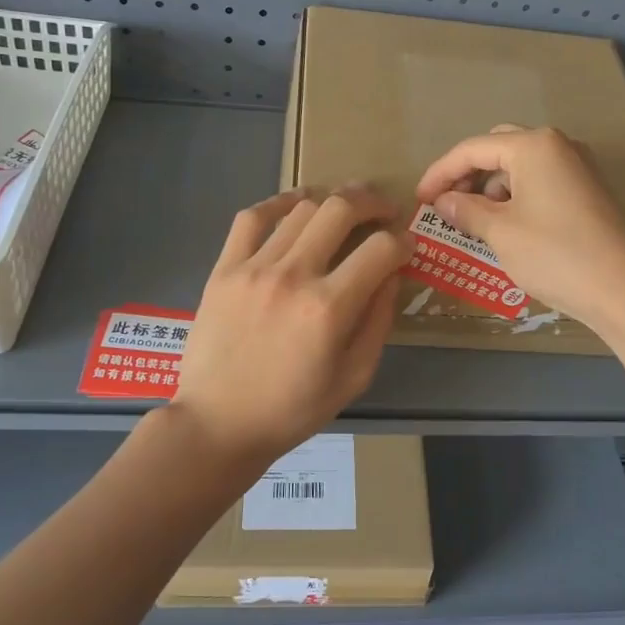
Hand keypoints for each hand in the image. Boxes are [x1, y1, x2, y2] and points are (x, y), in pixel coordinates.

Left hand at [175, 188, 410, 467]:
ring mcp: (254, 267)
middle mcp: (293, 275)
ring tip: (346, 209)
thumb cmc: (292, 409)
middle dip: (373, 202)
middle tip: (385, 210)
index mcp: (329, 308)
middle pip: (342, 209)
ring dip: (333, 201)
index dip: (403, 240)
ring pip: (302, 208)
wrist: (217, 423)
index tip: (407, 245)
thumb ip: (378, 321)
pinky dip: (280, 202)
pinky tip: (298, 204)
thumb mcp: (354, 377)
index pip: (380, 249)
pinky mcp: (224, 268)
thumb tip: (392, 275)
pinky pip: (253, 217)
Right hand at [415, 125, 624, 328]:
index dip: (440, 173)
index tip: (419, 200)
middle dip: (467, 175)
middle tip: (446, 205)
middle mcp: (558, 145)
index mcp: (533, 145)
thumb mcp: (500, 232)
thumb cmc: (555, 254)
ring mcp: (578, 167)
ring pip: (520, 166)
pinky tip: (508, 227)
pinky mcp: (589, 191)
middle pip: (498, 149)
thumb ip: (466, 210)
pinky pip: (541, 182)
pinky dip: (516, 198)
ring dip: (492, 187)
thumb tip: (443, 201)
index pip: (471, 149)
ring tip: (475, 222)